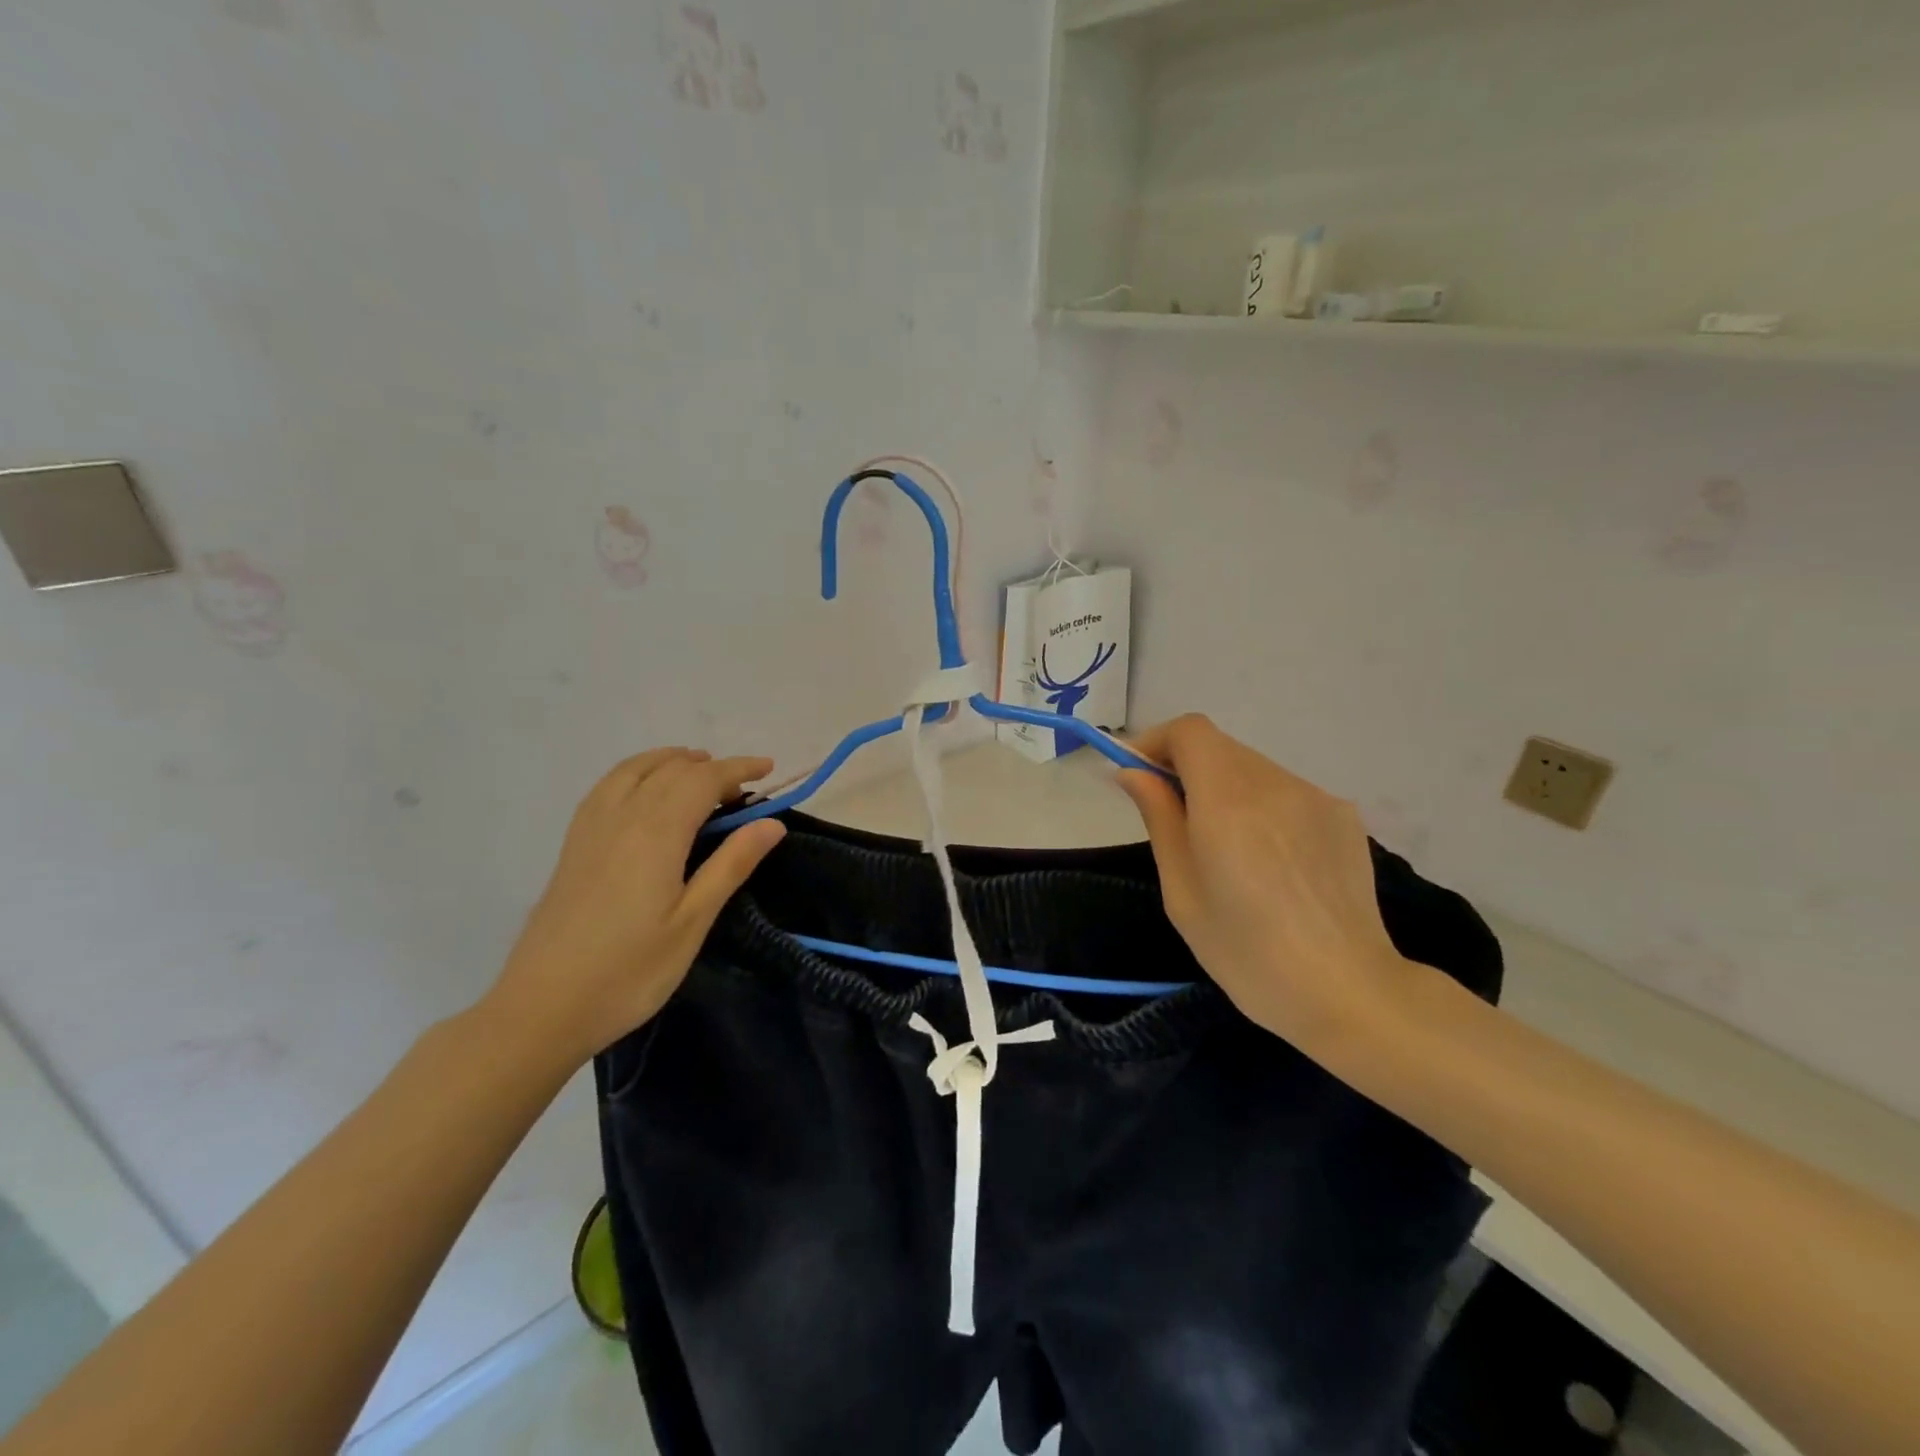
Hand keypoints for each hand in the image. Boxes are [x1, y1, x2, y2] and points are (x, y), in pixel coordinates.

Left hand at [480, 748, 785, 1069]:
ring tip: (699, 773)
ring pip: (635, 769)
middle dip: (712, 768)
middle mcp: (622, 817)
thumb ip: (731, 865)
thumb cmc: (629, 971)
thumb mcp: (692, 923)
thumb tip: (771, 823)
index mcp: (656, 833)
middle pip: (672, 770)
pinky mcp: (573, 844)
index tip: (769, 768)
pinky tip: (646, 792)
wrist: (542, 1008)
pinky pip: (609, 785)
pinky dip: (638, 772)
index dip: (739, 768)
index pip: (704, 780)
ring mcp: (591, 828)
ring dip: (672, 762)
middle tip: (743, 791)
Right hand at [1116, 715, 1414, 1051]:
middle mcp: (1276, 784)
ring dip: (1225, 789)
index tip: (1140, 775)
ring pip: (1253, 769)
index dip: (1158, 742)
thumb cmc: (1247, 953)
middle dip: (1187, 769)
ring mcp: (1317, 797)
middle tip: (1174, 818)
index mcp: (1228, 802)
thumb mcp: (1182, 891)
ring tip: (1227, 850)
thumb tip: (1133, 773)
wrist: (1348, 992)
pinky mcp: (1344, 816)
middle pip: (1221, 748)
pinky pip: (1286, 793)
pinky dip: (1263, 807)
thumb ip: (1160, 818)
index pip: (1191, 731)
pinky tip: (1271, 862)